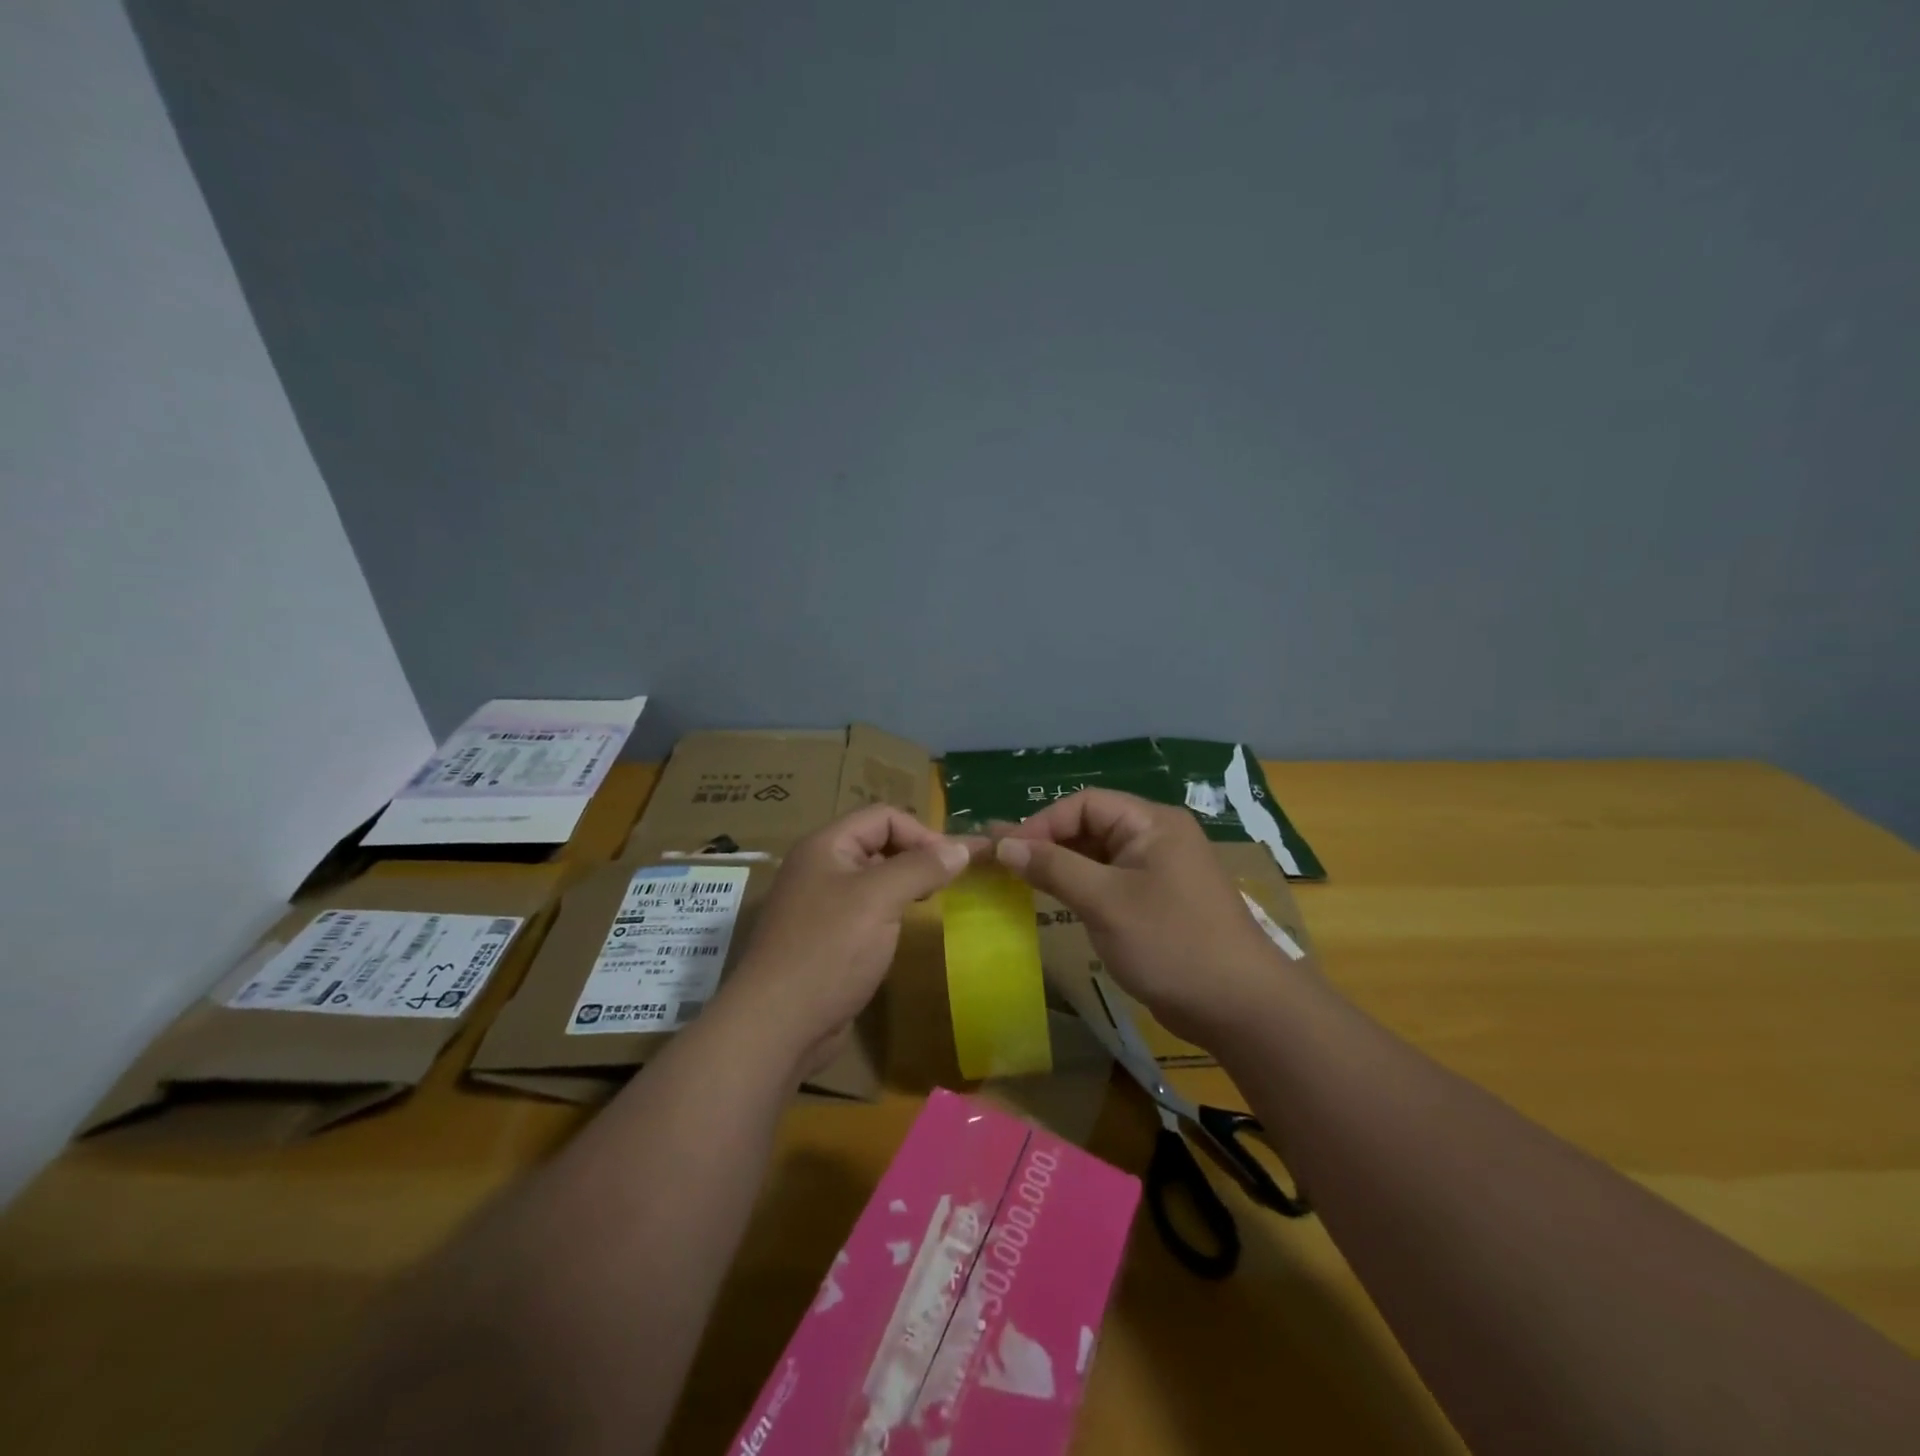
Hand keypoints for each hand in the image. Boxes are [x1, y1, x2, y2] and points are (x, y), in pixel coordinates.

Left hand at [725, 805, 980, 1075]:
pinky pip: (865, 910)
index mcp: (825, 846)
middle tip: (948, 882)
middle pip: (877, 843)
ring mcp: (820, 905)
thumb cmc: (829, 950)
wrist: (777, 1025)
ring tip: (932, 901)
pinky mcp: (825, 939)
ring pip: (873, 879)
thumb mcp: (879, 899)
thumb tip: (963, 848)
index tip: (953, 863)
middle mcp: (819, 868)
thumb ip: (921, 867)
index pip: (883, 816)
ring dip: (905, 884)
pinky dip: (890, 911)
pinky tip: (904, 930)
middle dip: (915, 855)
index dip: (921, 832)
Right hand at [993, 789, 1298, 1043]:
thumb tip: (1003, 844)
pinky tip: (1055, 899)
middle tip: (1003, 862)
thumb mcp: (1105, 902)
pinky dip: (1081, 886)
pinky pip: (1111, 881)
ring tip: (1018, 878)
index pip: (1085, 804)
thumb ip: (1053, 867)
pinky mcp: (1159, 901)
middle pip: (1091, 825)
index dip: (1042, 823)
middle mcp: (1157, 837)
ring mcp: (1160, 870)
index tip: (1005, 850)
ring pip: (1099, 854)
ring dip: (1062, 865)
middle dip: (1048, 842)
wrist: (1240, 1007)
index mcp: (1152, 822)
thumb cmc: (1170, 943)